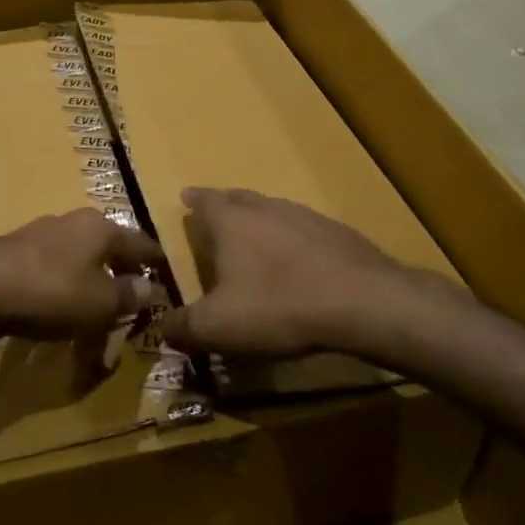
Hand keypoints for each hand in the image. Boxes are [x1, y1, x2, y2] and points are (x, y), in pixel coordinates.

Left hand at [0, 208, 167, 351]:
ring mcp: (39, 239)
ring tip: (96, 319)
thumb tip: (151, 288)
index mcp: (100, 227)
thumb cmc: (51, 291)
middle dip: (119, 278)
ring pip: (77, 265)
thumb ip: (128, 295)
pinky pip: (50, 278)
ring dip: (89, 290)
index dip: (155, 264)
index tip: (167, 279)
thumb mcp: (101, 302)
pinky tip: (59, 318)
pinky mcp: (13, 259)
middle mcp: (71, 224)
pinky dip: (62, 296)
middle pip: (106, 251)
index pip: (141, 243)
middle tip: (131, 307)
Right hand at [165, 188, 468, 360]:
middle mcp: (267, 208)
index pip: (204, 201)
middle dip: (224, 204)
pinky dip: (294, 240)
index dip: (193, 200)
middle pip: (239, 198)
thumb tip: (160, 327)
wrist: (363, 302)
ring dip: (261, 220)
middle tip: (216, 214)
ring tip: (255, 237)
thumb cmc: (278, 306)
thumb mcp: (218, 327)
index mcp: (232, 221)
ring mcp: (306, 217)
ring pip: (274, 211)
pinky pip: (305, 230)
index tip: (185, 196)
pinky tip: (300, 262)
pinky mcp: (339, 234)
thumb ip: (183, 327)